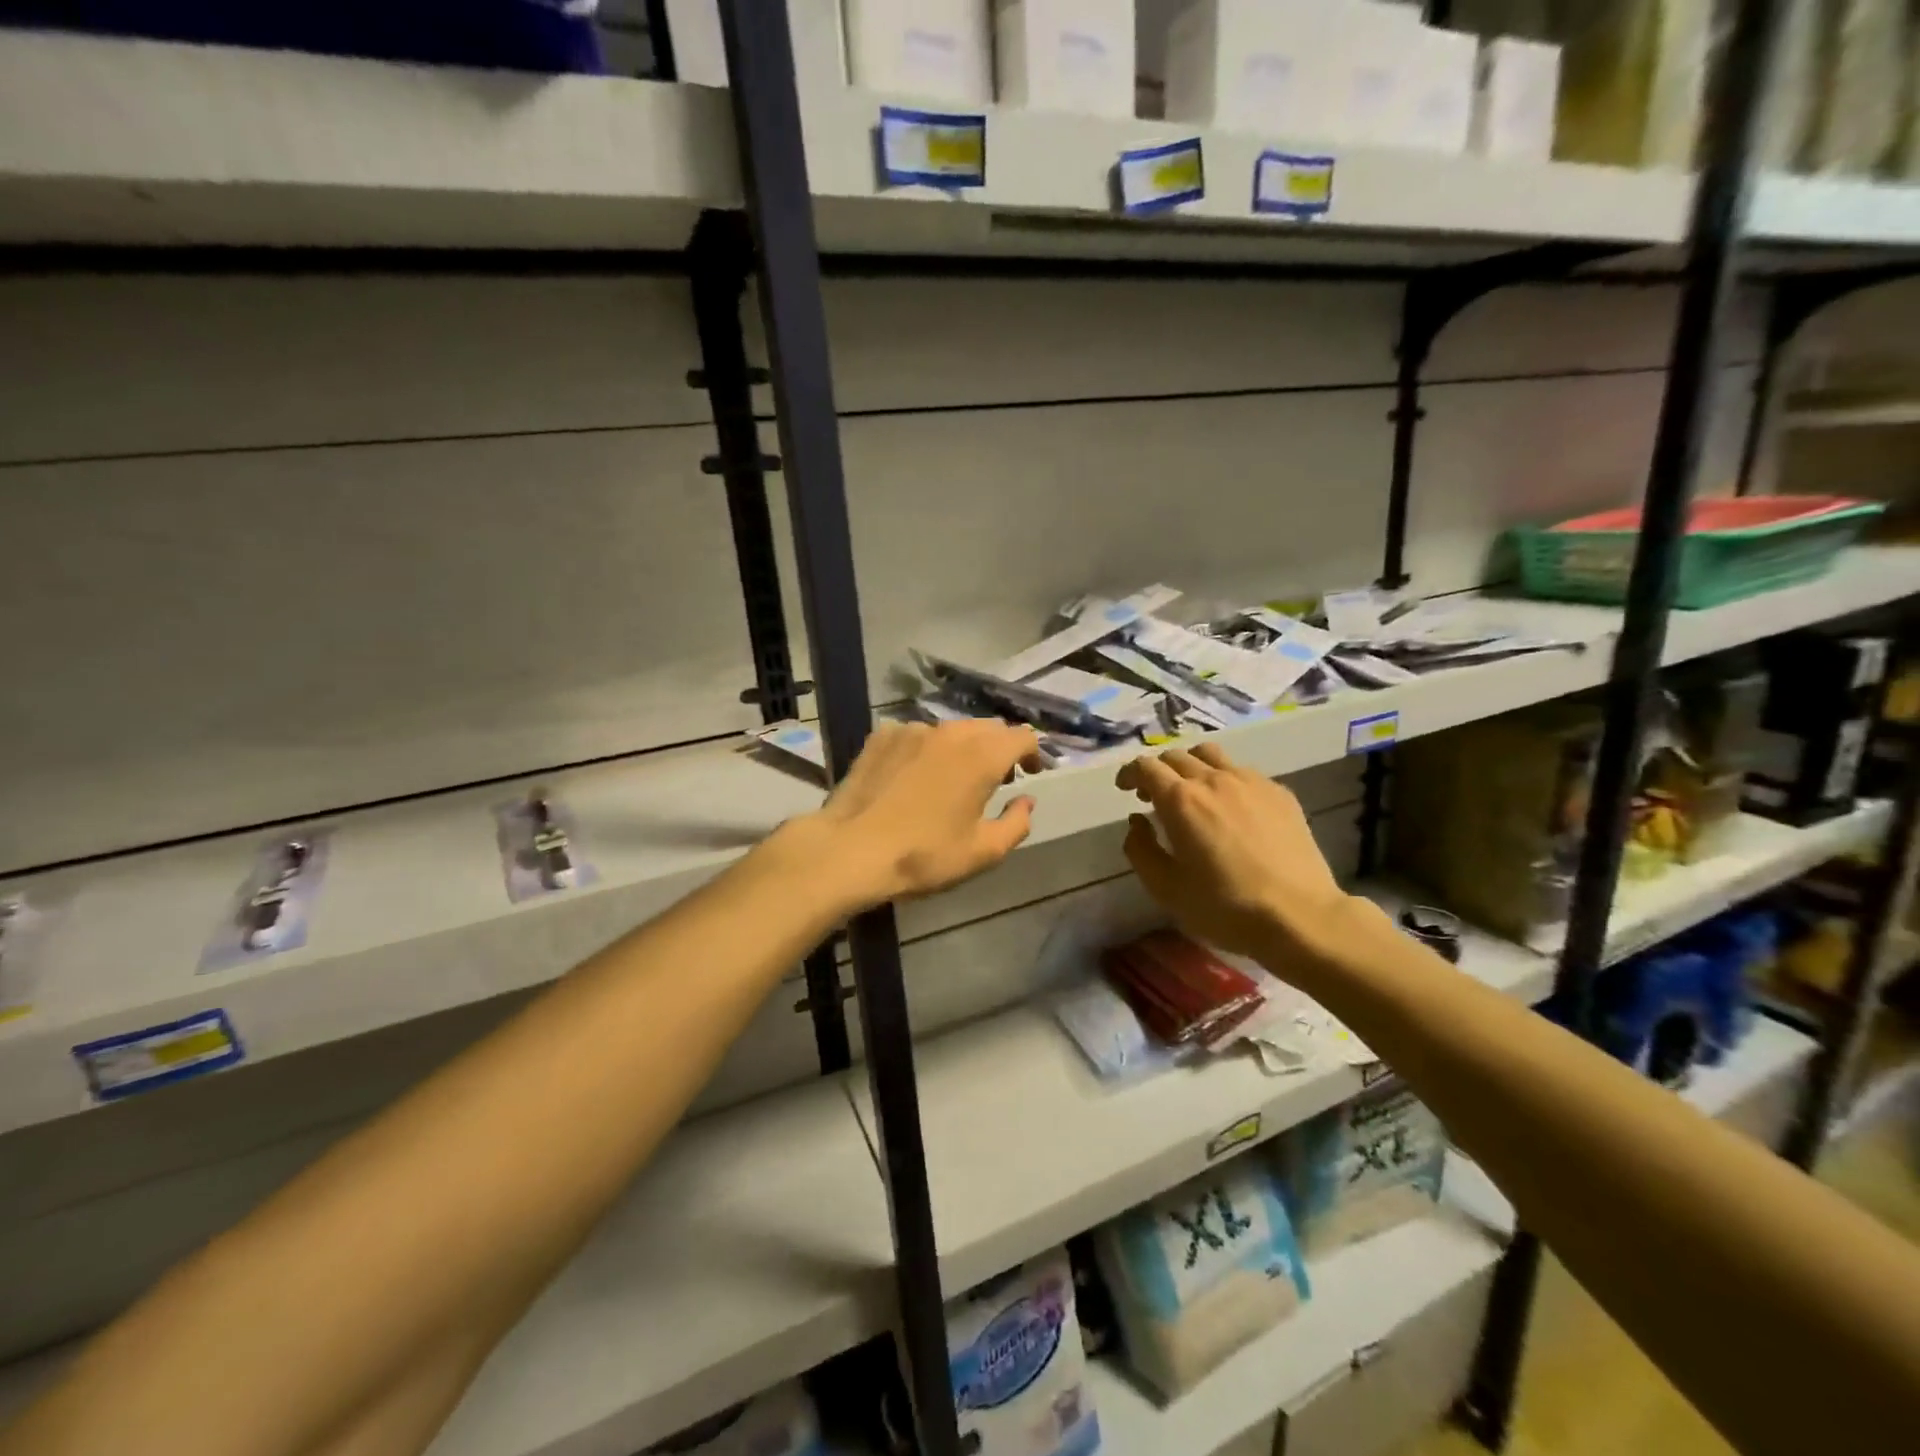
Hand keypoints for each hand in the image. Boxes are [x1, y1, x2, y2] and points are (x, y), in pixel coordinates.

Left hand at [809, 720, 1042, 909]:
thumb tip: (1026, 801)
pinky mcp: (882, 736)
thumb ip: (1016, 823)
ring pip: (950, 729)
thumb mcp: (983, 852)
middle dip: (999, 748)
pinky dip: (926, 749)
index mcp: (982, 756)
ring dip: (962, 747)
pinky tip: (914, 775)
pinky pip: (916, 734)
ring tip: (953, 776)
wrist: (851, 850)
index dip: (1032, 753)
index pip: (1022, 736)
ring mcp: (912, 729)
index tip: (1029, 774)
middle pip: (988, 727)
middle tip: (996, 778)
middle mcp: (950, 732)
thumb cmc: (924, 855)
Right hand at [1116, 742, 1349, 959]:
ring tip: (1193, 792)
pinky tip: (1232, 809)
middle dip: (1158, 771)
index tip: (1125, 789)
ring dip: (1192, 766)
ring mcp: (1251, 782)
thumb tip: (1137, 821)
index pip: (1146, 766)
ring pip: (1211, 755)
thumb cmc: (1224, 907)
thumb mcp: (1165, 888)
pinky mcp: (1280, 793)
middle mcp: (1213, 779)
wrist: (1299, 916)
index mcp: (1180, 800)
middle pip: (1177, 756)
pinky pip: (1243, 772)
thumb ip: (1140, 849)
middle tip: (1154, 797)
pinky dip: (1225, 780)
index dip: (1130, 774)